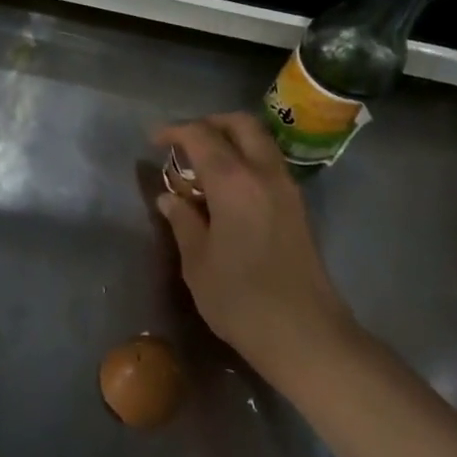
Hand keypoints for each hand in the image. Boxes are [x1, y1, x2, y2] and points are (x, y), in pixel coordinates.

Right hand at [154, 114, 360, 384]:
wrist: (303, 332)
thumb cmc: (239, 299)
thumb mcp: (198, 261)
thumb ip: (183, 221)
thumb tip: (170, 198)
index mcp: (234, 182)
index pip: (202, 137)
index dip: (175, 132)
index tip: (154, 140)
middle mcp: (265, 174)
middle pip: (241, 125)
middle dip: (210, 124)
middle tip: (183, 142)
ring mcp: (287, 190)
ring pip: (260, 142)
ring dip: (231, 140)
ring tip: (202, 165)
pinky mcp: (297, 208)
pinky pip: (269, 165)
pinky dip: (246, 160)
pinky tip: (226, 189)